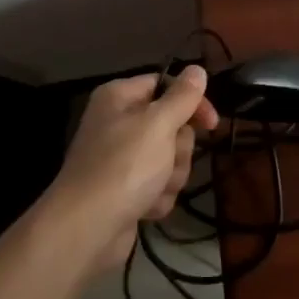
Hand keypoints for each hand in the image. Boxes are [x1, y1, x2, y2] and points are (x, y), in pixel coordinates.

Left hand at [51, 66, 219, 273]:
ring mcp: (122, 159)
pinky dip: (157, 196)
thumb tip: (197, 69)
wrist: (87, 229)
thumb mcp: (158, 124)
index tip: (211, 123)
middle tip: (165, 160)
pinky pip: (159, 185)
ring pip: (170, 158)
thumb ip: (182, 96)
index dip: (191, 103)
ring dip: (170, 176)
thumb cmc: (124, 166)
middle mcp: (119, 123)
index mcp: (120, 97)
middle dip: (177, 149)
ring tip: (152, 188)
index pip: (166, 85)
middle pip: (172, 126)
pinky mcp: (126, 190)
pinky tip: (144, 207)